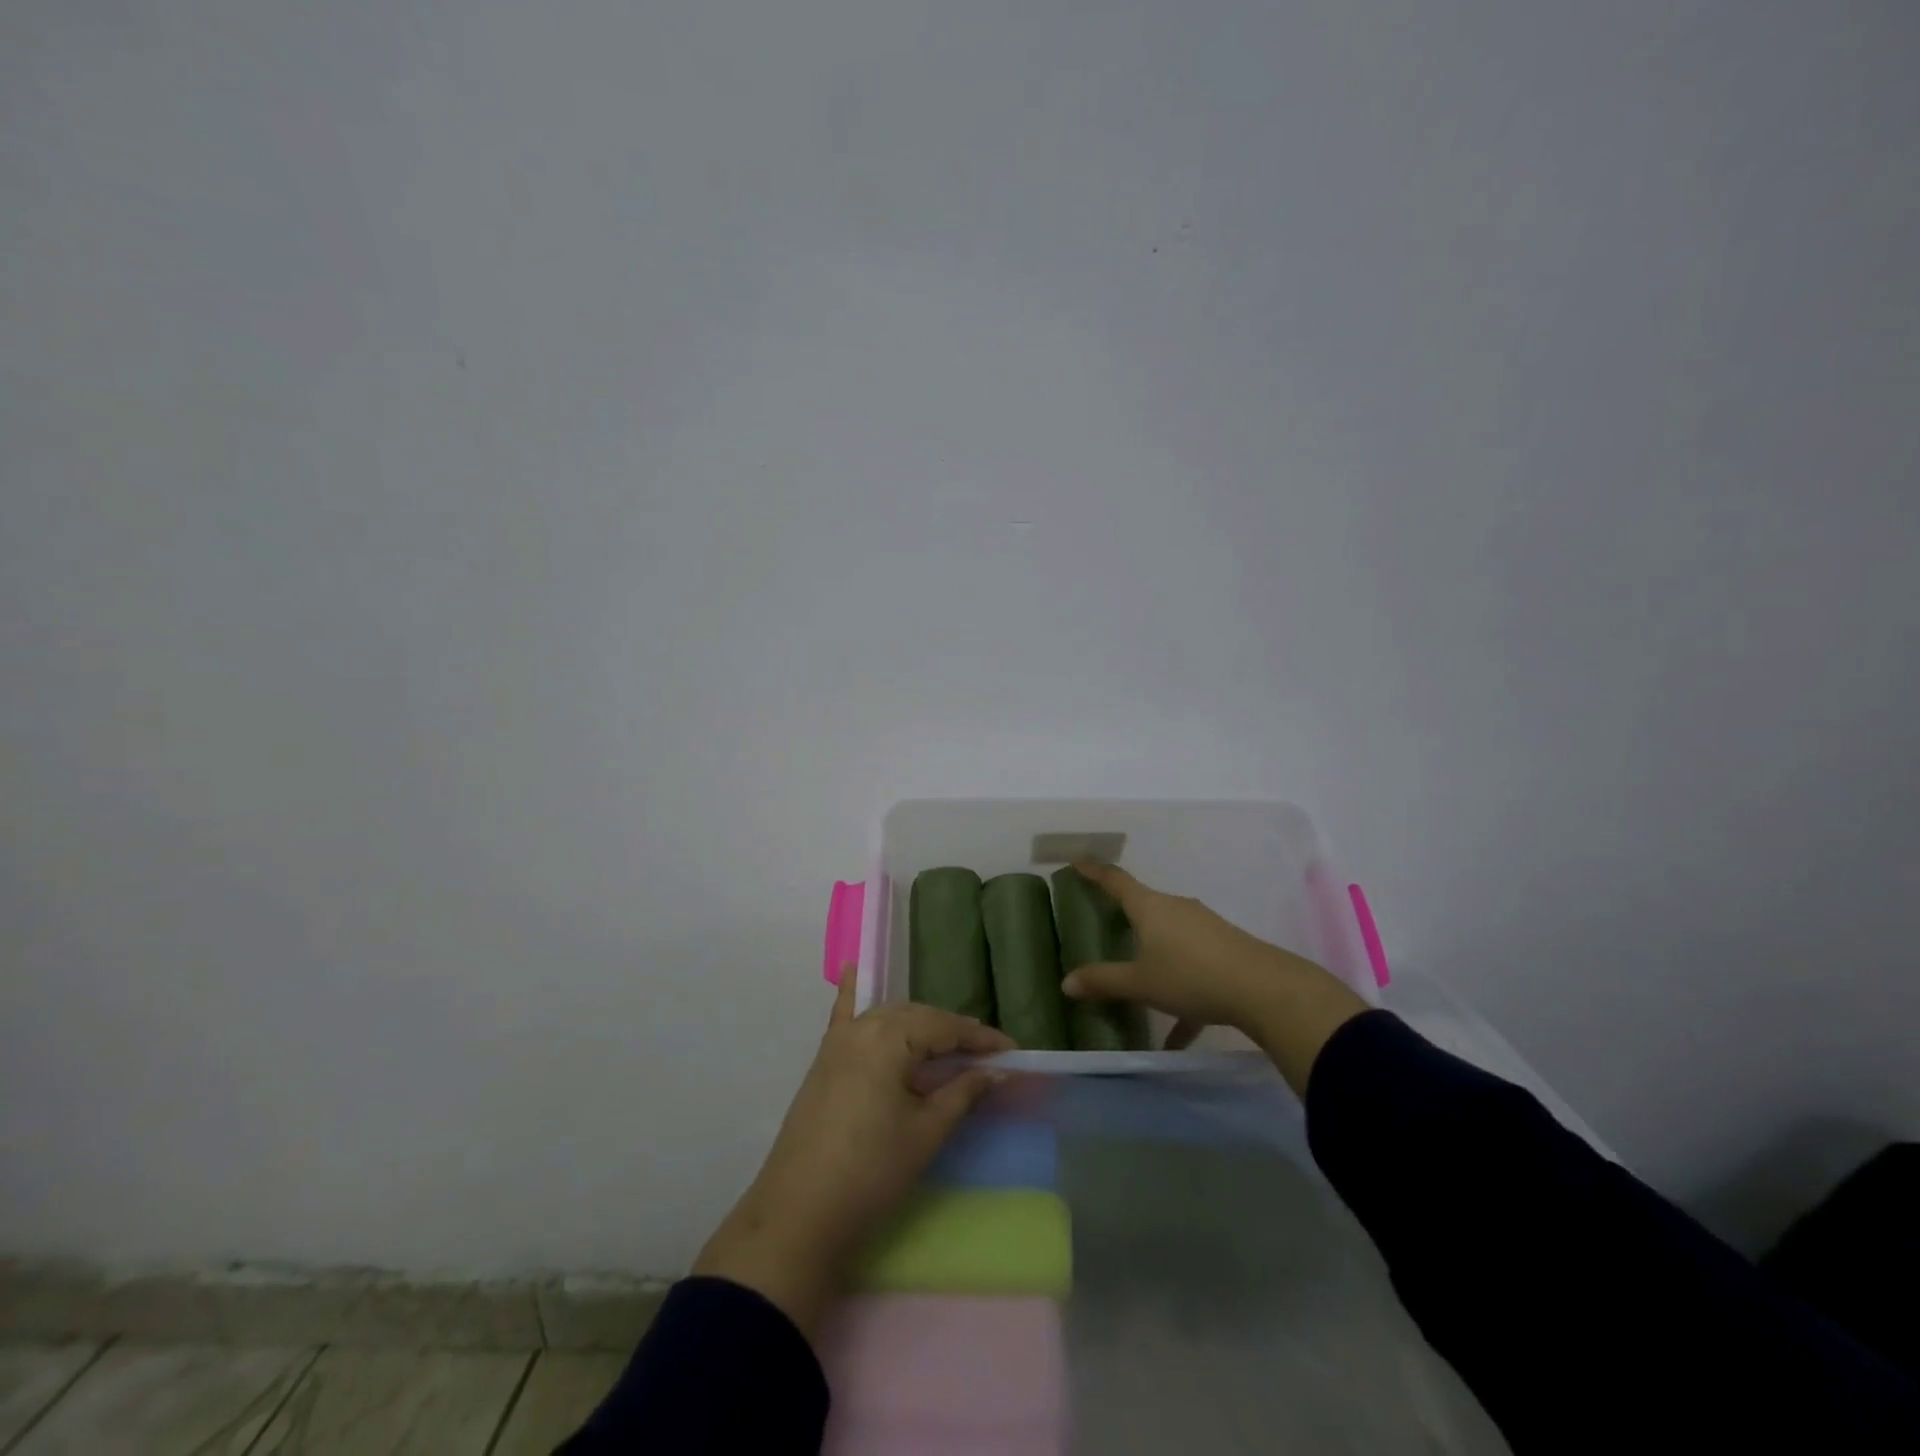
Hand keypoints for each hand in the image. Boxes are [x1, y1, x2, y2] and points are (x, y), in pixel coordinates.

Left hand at [692, 968, 1013, 1338]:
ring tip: (948, 1042)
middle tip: (985, 1055)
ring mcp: (839, 1040)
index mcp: (891, 1037)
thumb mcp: (926, 1131)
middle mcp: (864, 1026)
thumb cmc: (872, 1170)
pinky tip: (853, 969)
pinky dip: (852, 992)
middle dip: (953, 1032)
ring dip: (920, 1024)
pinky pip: (843, 1015)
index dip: (982, 1040)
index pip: (946, 1027)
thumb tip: (997, 1071)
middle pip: (918, 1017)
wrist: (800, 1212)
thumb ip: (963, 1093)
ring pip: (889, 1017)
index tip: (1013, 1051)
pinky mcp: (824, 1059)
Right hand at [1061, 862, 1367, 1092]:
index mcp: (1150, 907)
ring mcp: (1203, 926)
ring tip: (1139, 988)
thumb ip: (1103, 981)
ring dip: (1153, 958)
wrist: (1264, 989)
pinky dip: (1181, 992)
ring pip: (1169, 937)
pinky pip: (1192, 964)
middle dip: (1125, 916)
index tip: (1077, 862)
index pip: (1116, 881)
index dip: (1094, 871)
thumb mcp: (1140, 983)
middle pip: (1144, 906)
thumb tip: (1066, 983)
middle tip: (1104, 924)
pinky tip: (1178, 1035)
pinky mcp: (1225, 948)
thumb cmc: (1190, 976)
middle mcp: (1176, 908)